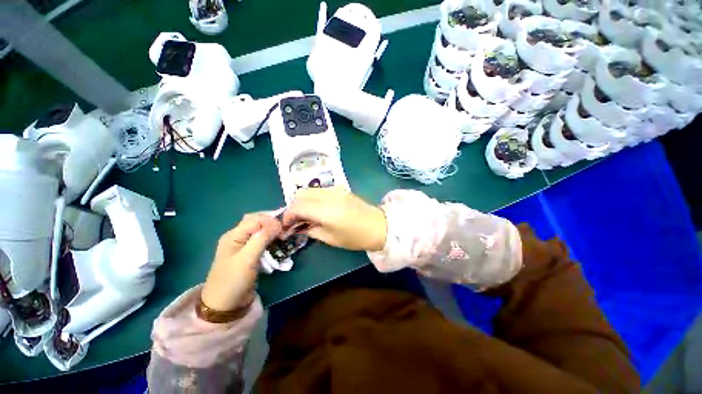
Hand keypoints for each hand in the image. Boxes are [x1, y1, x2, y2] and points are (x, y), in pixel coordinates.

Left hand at [201, 214, 281, 311]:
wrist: (225, 305)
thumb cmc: (234, 280)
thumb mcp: (247, 258)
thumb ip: (261, 238)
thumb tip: (277, 223)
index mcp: (234, 235)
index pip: (255, 219)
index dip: (271, 220)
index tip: (284, 228)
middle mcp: (238, 237)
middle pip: (257, 222)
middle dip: (272, 222)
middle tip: (286, 228)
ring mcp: (243, 246)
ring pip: (260, 231)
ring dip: (272, 231)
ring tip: (284, 235)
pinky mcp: (249, 254)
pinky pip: (261, 241)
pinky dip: (271, 240)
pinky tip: (278, 242)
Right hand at [282, 187, 386, 251]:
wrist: (378, 225)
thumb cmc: (355, 237)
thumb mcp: (330, 238)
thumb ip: (310, 229)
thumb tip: (297, 226)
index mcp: (326, 210)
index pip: (297, 206)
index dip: (288, 215)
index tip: (287, 225)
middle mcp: (328, 195)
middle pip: (300, 194)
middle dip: (293, 207)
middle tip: (295, 220)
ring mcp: (335, 189)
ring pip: (308, 190)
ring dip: (302, 201)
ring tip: (305, 215)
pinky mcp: (340, 188)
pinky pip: (319, 190)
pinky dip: (312, 198)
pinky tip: (316, 208)